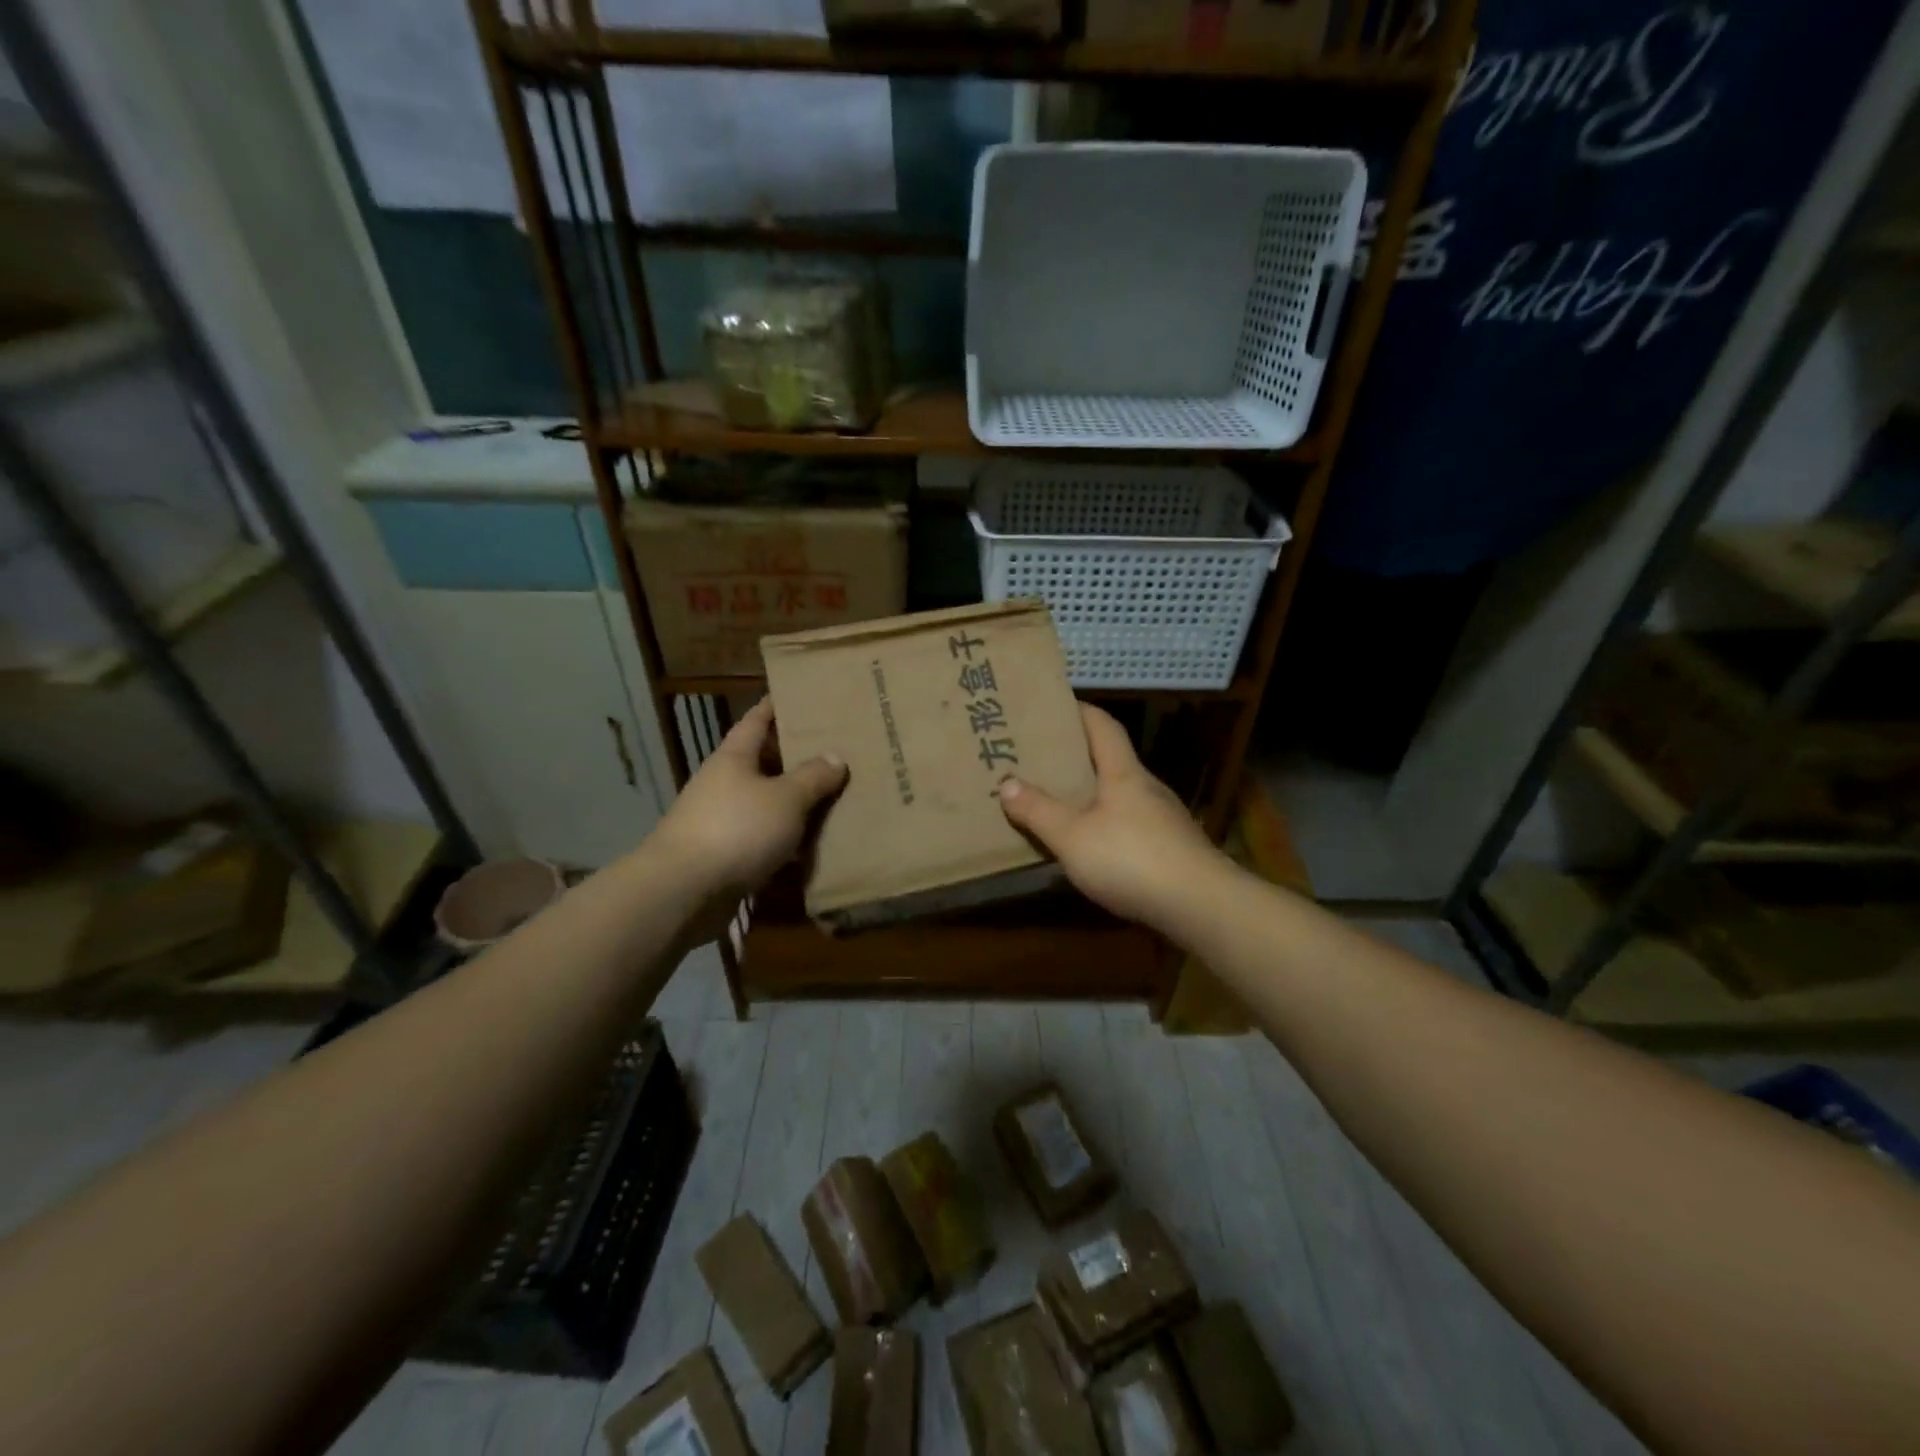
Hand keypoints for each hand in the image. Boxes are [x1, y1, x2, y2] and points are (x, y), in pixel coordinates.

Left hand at [653, 698, 847, 911]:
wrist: (684, 891)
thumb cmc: (737, 829)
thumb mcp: (785, 798)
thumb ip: (813, 777)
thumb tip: (836, 756)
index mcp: (734, 758)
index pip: (757, 720)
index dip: (776, 706)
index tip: (800, 695)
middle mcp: (724, 783)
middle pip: (762, 762)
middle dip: (794, 757)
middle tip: (834, 750)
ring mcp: (720, 820)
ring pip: (765, 803)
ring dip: (793, 803)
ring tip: (833, 798)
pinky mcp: (723, 856)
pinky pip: (762, 839)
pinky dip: (785, 841)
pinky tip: (812, 847)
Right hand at [997, 703, 1227, 931]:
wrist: (1201, 906)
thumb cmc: (1131, 859)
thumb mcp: (1072, 836)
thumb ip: (1038, 810)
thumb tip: (1007, 782)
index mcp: (1124, 773)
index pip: (1103, 726)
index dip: (1080, 711)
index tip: (1056, 705)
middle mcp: (1147, 788)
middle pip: (1112, 760)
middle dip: (1079, 756)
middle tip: (1042, 758)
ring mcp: (1164, 819)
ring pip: (1122, 795)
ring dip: (1093, 794)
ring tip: (1060, 802)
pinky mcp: (1172, 849)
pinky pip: (1132, 825)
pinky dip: (1108, 825)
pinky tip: (1093, 845)